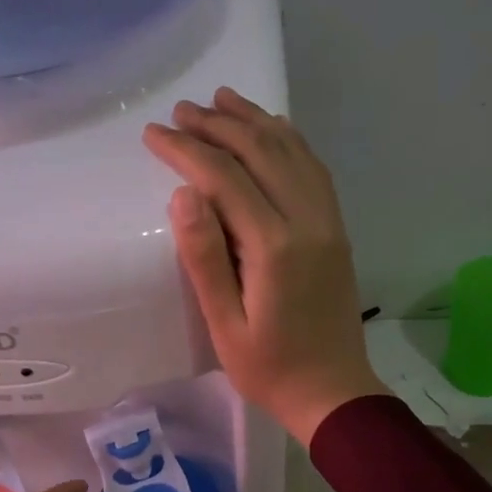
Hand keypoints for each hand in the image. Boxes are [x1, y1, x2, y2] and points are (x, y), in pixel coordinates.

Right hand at [144, 88, 386, 445]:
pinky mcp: (336, 229)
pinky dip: (291, 141)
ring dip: (255, 121)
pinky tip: (274, 129)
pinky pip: (314, 170)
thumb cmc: (269, 368)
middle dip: (218, 126)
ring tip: (222, 99)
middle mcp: (307, 221)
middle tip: (181, 111)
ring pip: (292, 152)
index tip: (154, 133)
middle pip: (261, 152)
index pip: (224, 178)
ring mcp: (328, 222)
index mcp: (275, 246)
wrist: (334, 392)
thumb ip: (204, 258)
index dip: (186, 150)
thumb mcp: (224, 325)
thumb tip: (184, 194)